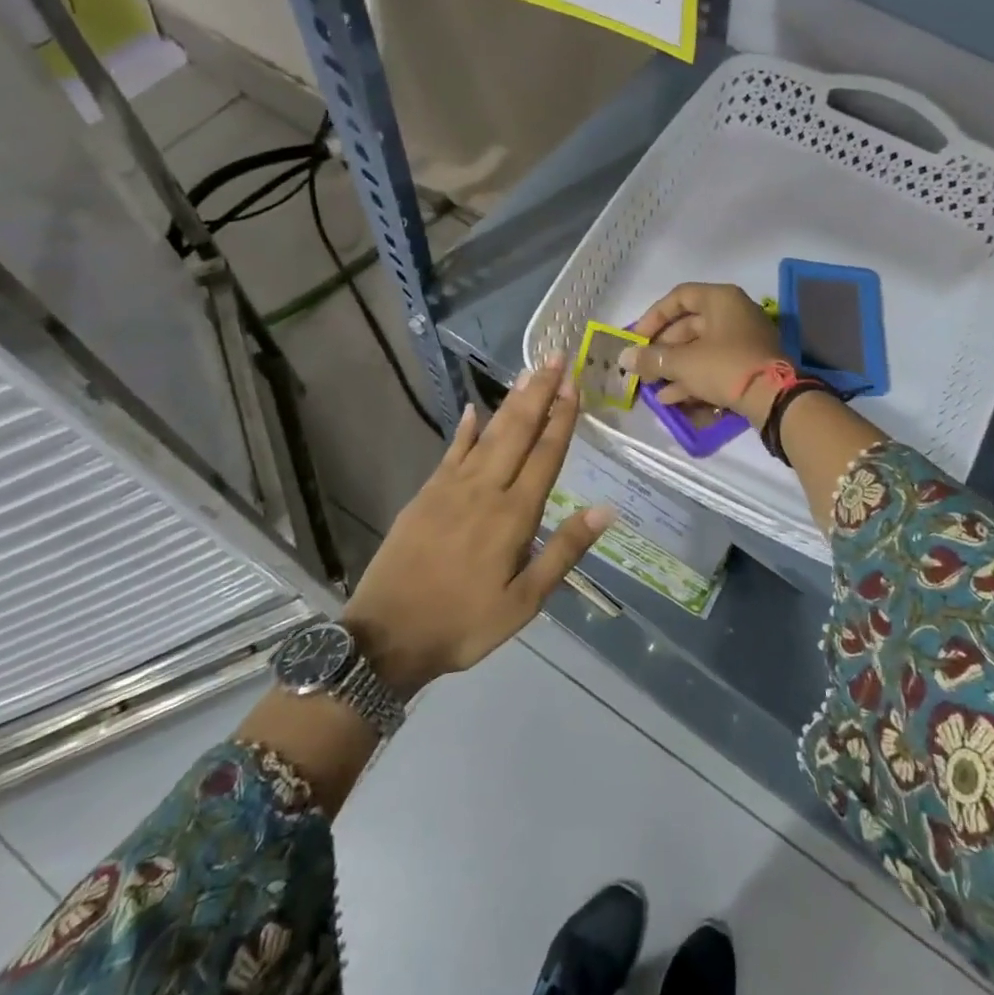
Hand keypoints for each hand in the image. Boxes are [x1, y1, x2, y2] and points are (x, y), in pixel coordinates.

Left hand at [342, 357, 614, 695]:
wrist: (388, 635)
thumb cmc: (464, 623)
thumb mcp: (524, 602)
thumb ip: (563, 551)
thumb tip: (605, 509)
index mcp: (513, 516)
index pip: (545, 455)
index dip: (562, 418)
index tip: (574, 385)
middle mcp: (485, 490)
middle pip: (518, 431)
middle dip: (539, 393)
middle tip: (555, 358)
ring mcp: (451, 488)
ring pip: (487, 434)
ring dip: (510, 402)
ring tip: (527, 373)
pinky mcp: (426, 493)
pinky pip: (451, 451)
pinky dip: (464, 429)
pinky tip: (471, 409)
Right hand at [621, 282, 786, 422]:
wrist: (775, 398)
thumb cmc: (725, 366)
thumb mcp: (683, 362)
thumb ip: (651, 358)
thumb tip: (624, 358)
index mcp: (721, 299)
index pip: (679, 297)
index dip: (653, 316)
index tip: (636, 339)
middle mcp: (734, 314)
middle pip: (688, 326)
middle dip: (662, 349)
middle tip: (643, 367)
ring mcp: (743, 340)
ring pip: (700, 349)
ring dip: (674, 368)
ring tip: (652, 388)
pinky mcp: (748, 365)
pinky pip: (714, 366)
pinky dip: (693, 378)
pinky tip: (671, 399)